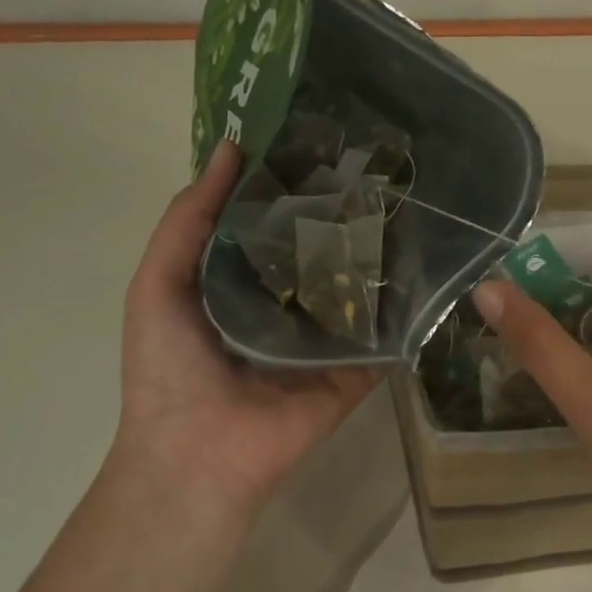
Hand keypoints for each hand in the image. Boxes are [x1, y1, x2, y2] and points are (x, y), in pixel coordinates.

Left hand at [108, 142, 377, 515]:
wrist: (197, 454)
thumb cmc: (168, 366)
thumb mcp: (158, 281)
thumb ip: (188, 219)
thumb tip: (231, 150)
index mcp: (240, 280)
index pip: (272, 221)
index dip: (290, 182)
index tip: (322, 138)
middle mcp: (287, 302)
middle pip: (320, 248)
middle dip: (342, 211)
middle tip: (379, 163)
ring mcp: (326, 336)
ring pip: (357, 285)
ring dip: (379, 250)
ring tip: (413, 199)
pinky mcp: (357, 367)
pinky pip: (384, 332)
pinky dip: (404, 305)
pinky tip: (433, 261)